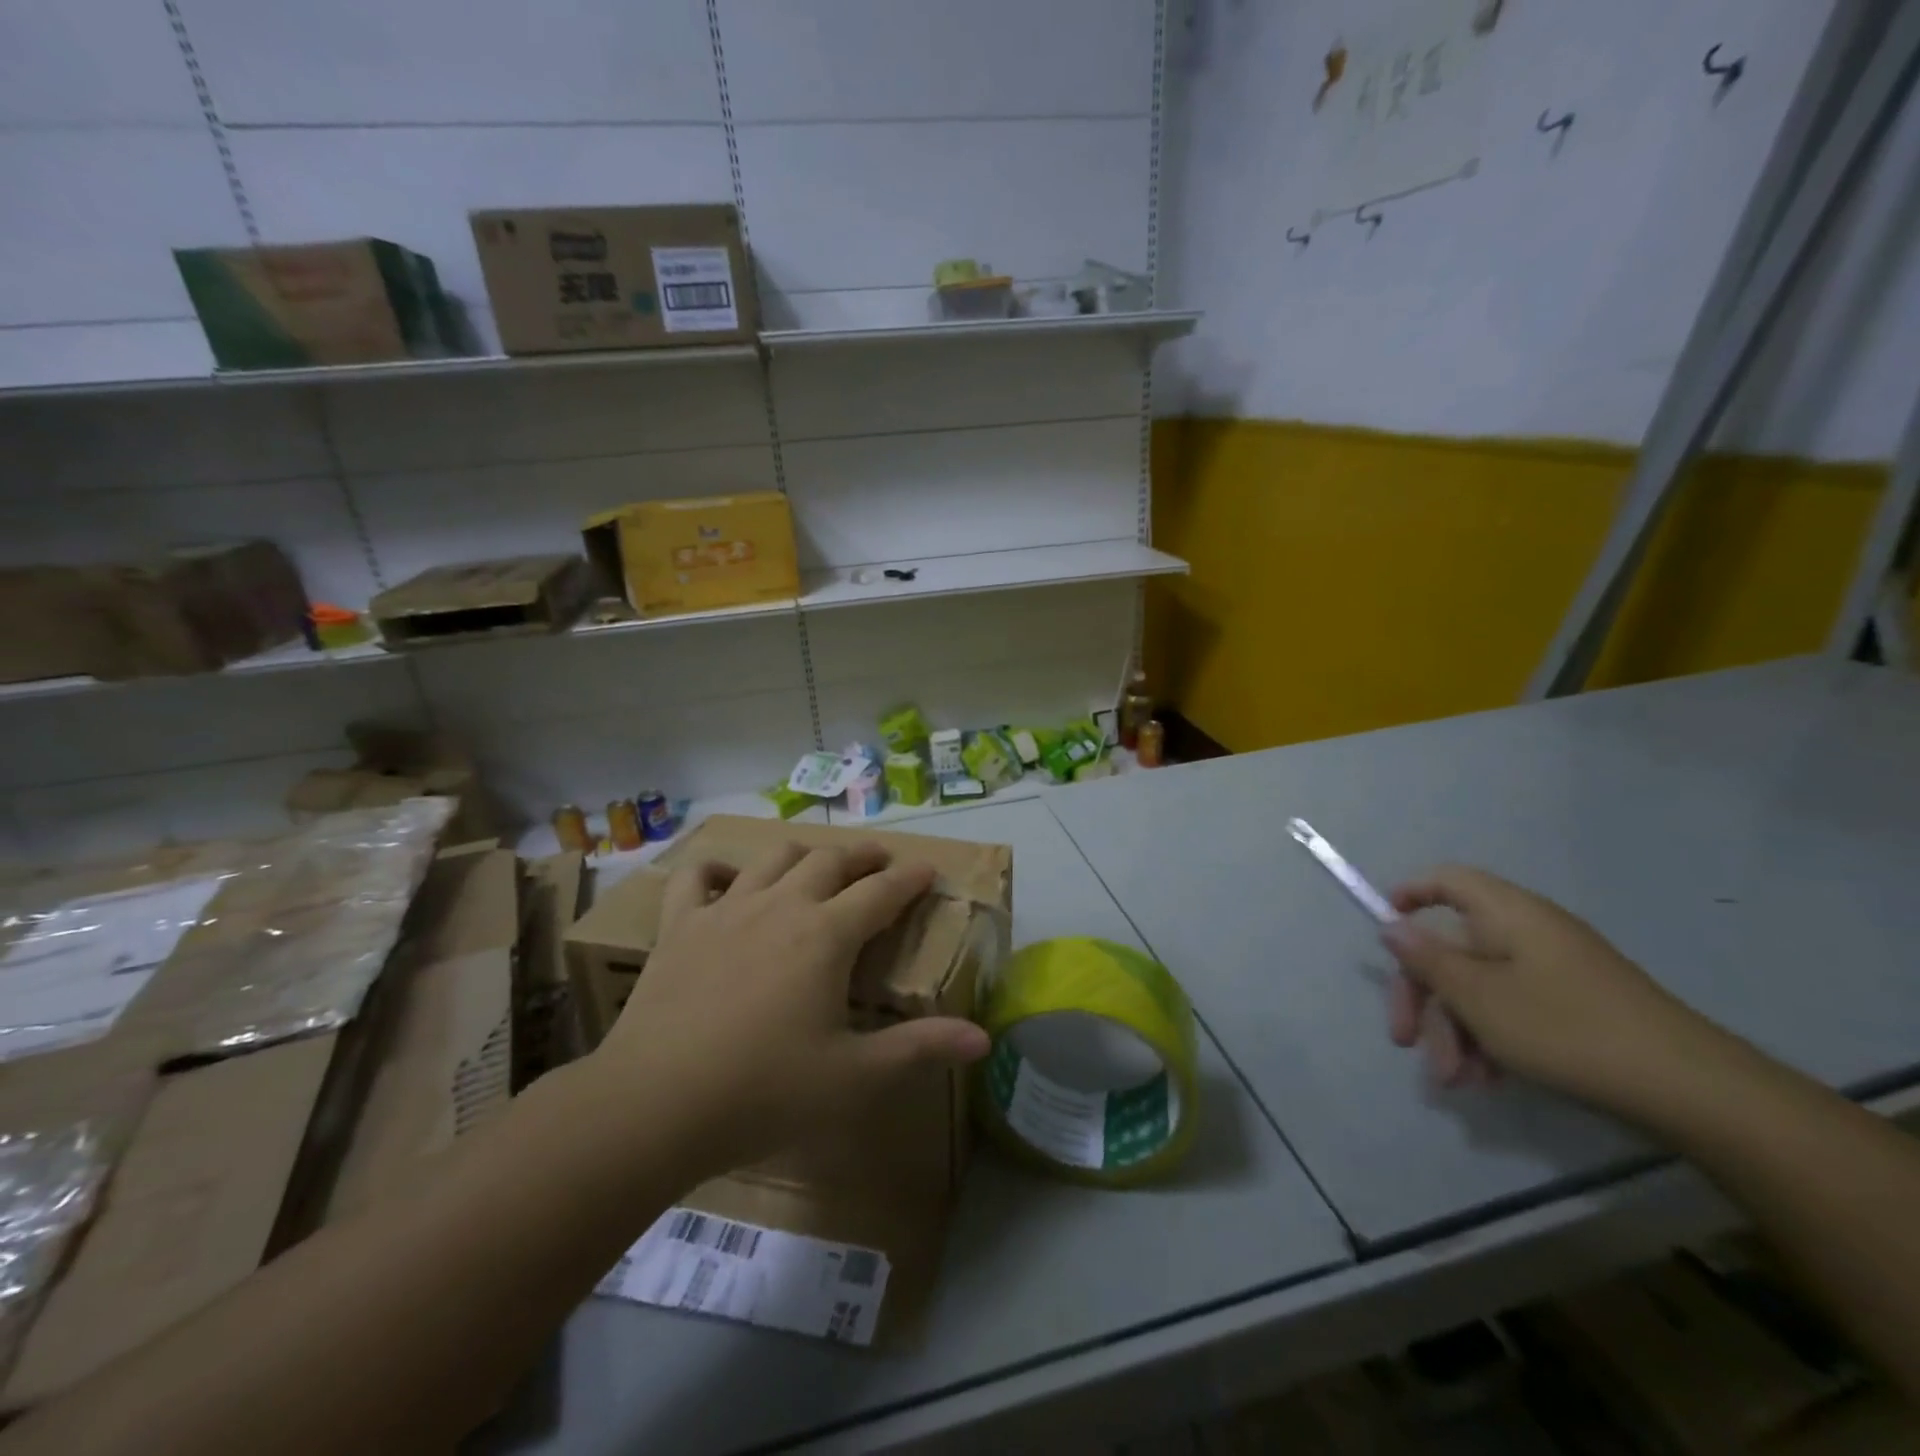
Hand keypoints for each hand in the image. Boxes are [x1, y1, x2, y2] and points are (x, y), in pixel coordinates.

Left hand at [591, 842, 990, 1177]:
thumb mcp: (854, 1078)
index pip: (882, 892)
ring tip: (817, 862)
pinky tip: (726, 877)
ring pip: (774, 858)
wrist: (655, 1105)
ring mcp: (726, 910)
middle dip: (863, 855)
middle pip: (831, 861)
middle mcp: (781, 906)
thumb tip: (983, 1037)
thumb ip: (920, 1049)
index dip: (911, 878)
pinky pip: (697, 878)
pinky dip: (716, 868)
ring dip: (804, 853)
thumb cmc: (764, 1092)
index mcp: (827, 936)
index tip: (928, 869)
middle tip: (880, 859)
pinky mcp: (680, 926)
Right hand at [1380, 865, 1714, 1113]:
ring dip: (1455, 1030)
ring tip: (1455, 1081)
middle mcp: (1528, 932)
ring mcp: (1555, 970)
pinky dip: (1490, 1039)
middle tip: (1405, 1041)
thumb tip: (1392, 927)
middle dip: (1425, 997)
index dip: (1410, 895)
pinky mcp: (1575, 1006)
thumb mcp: (1479, 997)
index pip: (1447, 881)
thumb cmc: (1566, 1028)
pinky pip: (1512, 1009)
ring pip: (1480, 987)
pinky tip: (1487, 1081)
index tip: (1385, 931)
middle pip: (1453, 948)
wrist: (1692, 1090)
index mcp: (1506, 914)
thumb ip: (1428, 960)